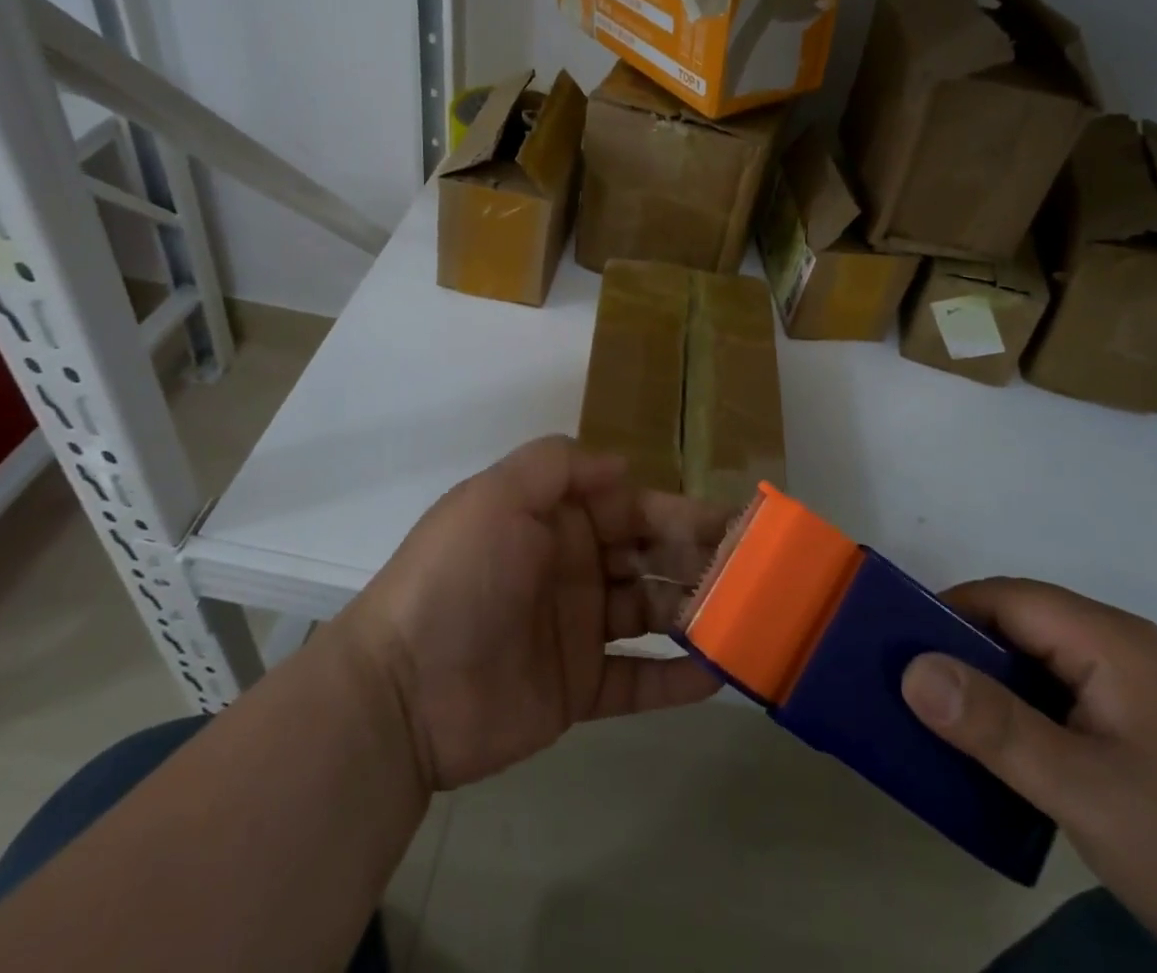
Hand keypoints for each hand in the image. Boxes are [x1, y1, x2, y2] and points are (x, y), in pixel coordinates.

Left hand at [341, 436, 734, 791]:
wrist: (401, 691)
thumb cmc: (457, 577)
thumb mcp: (497, 496)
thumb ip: (558, 466)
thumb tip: (624, 464)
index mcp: (558, 520)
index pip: (634, 507)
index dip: (682, 512)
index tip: (733, 521)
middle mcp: (574, 567)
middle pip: (650, 558)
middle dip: (699, 559)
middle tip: (756, 572)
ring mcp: (577, 630)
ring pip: (651, 614)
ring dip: (696, 612)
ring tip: (748, 617)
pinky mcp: (577, 691)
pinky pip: (638, 682)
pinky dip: (677, 680)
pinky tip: (721, 675)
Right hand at [901, 579, 1156, 972]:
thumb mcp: (1077, 789)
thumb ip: (993, 725)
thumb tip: (911, 669)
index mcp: (1115, 641)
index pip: (1011, 599)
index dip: (951, 613)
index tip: (901, 649)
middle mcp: (1124, 645)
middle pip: (1022, 620)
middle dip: (965, 646)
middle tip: (916, 685)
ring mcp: (1132, 682)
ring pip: (1036, 654)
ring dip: (989, 677)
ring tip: (945, 711)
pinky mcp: (1133, 718)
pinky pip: (1056, 686)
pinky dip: (1018, 701)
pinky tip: (998, 738)